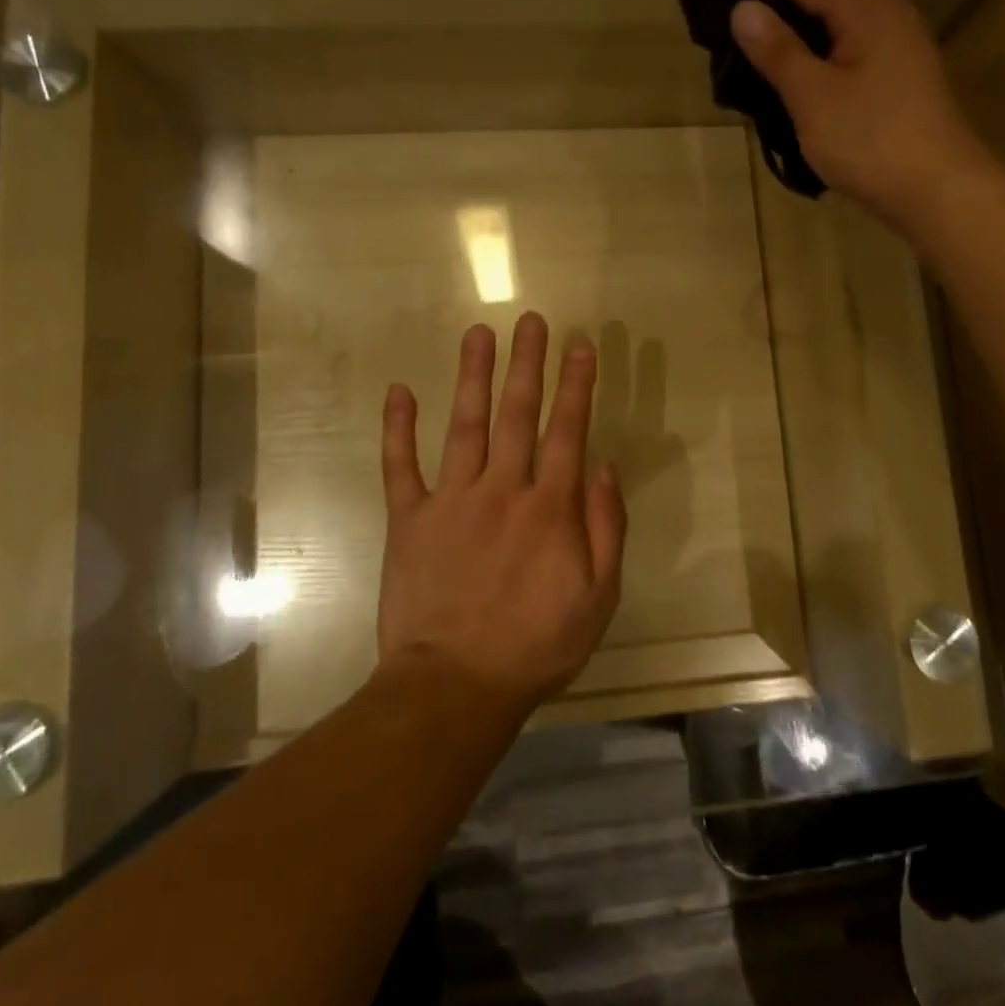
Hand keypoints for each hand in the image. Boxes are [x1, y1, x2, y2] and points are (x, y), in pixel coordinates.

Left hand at [376, 312, 625, 711]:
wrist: (455, 686)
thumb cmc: (536, 645)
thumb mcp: (598, 597)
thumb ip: (606, 527)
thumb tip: (604, 465)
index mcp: (549, 507)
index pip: (567, 431)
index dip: (575, 385)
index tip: (579, 345)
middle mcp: (502, 489)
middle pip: (518, 414)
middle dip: (527, 363)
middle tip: (530, 319)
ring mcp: (451, 500)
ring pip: (466, 425)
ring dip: (473, 376)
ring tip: (478, 333)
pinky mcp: (409, 519)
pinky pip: (400, 466)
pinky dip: (398, 428)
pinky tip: (398, 391)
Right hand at [704, 0, 985, 227]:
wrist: (938, 189)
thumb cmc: (872, 142)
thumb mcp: (815, 98)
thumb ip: (778, 51)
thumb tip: (743, 9)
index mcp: (865, 6)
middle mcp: (886, 6)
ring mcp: (896, 34)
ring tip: (761, 1)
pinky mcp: (897, 61)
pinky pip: (850, 18)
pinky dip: (818, 15)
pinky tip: (799, 37)